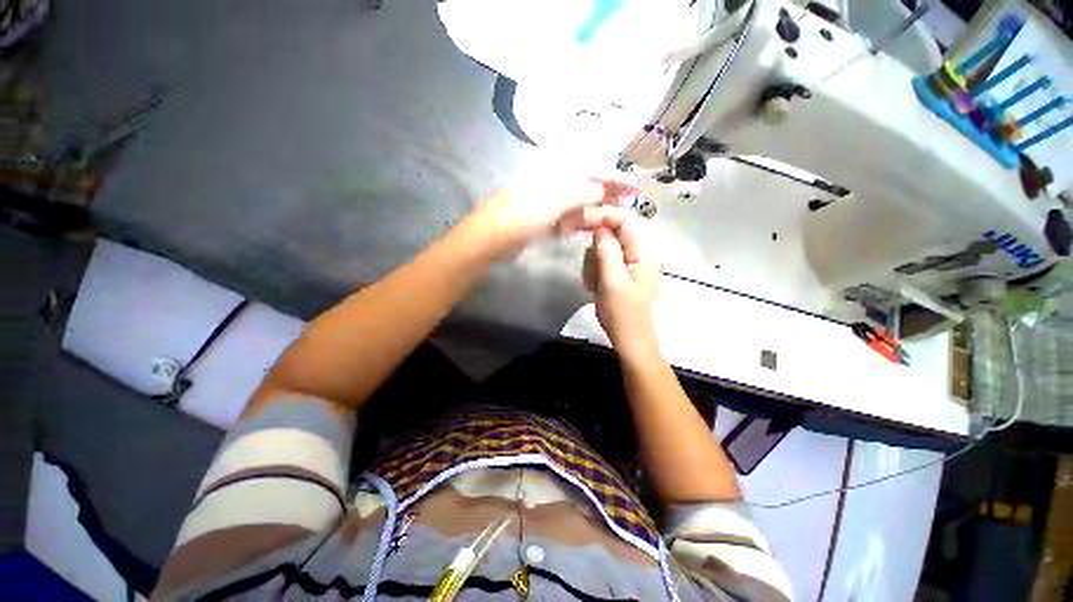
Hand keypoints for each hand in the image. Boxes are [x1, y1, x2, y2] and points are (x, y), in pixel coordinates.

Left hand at [469, 179, 632, 255]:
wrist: (485, 244)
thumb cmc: (517, 220)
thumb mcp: (549, 204)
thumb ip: (576, 194)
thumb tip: (600, 187)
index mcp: (547, 177)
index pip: (582, 172)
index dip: (603, 177)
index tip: (624, 186)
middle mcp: (543, 188)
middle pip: (576, 189)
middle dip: (597, 196)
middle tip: (617, 207)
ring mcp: (537, 207)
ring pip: (568, 207)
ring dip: (584, 213)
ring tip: (602, 219)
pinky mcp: (533, 224)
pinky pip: (556, 222)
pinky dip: (568, 225)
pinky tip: (575, 230)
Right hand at [583, 212, 660, 360]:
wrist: (630, 341)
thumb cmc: (623, 314)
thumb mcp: (612, 281)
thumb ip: (607, 251)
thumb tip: (600, 227)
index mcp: (643, 254)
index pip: (624, 222)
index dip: (603, 216)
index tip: (580, 219)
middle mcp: (639, 255)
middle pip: (613, 234)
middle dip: (596, 248)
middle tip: (589, 268)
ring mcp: (630, 265)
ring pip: (605, 250)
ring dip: (594, 263)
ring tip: (594, 284)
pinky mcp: (621, 275)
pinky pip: (603, 263)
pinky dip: (595, 272)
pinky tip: (594, 287)